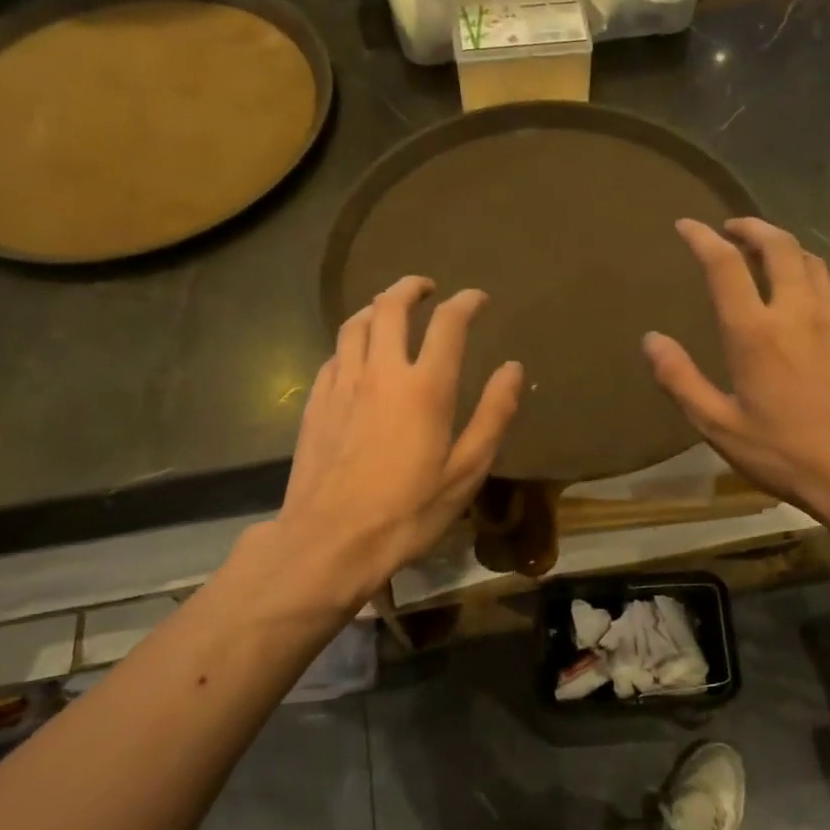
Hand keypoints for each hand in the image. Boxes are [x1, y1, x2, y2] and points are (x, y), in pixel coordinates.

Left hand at [267, 277, 522, 609]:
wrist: (329, 541)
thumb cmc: (407, 512)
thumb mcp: (465, 471)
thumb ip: (492, 415)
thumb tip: (513, 368)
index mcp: (424, 387)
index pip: (447, 323)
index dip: (466, 302)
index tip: (477, 299)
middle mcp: (380, 372)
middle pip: (390, 306)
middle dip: (411, 288)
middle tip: (427, 289)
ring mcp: (341, 384)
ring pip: (354, 324)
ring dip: (375, 307)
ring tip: (388, 309)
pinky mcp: (316, 402)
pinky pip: (334, 354)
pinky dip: (351, 342)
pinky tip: (357, 356)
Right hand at [643, 218, 829, 534]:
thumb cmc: (786, 454)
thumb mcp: (719, 426)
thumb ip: (680, 380)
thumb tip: (651, 340)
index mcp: (756, 332)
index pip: (724, 265)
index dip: (702, 238)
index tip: (686, 225)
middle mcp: (798, 312)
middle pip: (778, 245)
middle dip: (751, 227)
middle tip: (731, 228)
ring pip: (810, 261)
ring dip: (783, 246)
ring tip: (764, 253)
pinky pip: (829, 288)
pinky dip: (807, 276)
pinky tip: (801, 297)